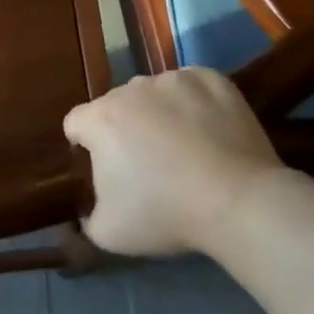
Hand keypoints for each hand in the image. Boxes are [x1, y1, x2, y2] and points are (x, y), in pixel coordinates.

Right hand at [63, 68, 286, 257]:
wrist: (238, 201)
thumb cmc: (166, 214)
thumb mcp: (109, 233)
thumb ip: (87, 217)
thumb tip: (89, 211)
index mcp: (101, 119)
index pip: (75, 123)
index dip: (85, 146)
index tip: (105, 170)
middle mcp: (132, 88)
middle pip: (116, 106)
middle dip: (124, 129)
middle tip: (148, 164)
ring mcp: (174, 80)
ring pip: (154, 94)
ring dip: (158, 114)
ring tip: (184, 148)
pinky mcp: (212, 79)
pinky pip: (192, 87)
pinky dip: (194, 104)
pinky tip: (209, 131)